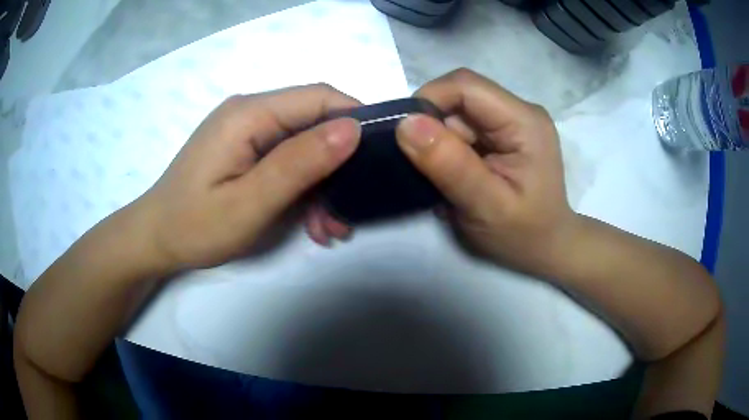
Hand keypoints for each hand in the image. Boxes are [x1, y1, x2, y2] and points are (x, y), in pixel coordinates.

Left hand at [137, 84, 361, 269]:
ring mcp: (247, 131)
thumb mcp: (249, 203)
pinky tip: (311, 221)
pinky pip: (286, 158)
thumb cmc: (194, 226)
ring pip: (304, 143)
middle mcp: (250, 112)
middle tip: (349, 212)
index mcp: (249, 114)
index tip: (379, 159)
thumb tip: (352, 129)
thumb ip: (298, 164)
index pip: (319, 97)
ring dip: (324, 182)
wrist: (156, 239)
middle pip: (314, 121)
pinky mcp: (245, 149)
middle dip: (340, 163)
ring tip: (330, 227)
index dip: (356, 120)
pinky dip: (304, 186)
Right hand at [307, 69, 577, 274]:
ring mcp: (512, 121)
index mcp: (524, 121)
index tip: (405, 137)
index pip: (466, 86)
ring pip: (459, 113)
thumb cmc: (523, 234)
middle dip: (435, 128)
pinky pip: (465, 127)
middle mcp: (520, 111)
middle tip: (431, 168)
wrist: (547, 247)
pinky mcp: (504, 133)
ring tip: (447, 179)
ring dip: (442, 142)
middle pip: (460, 97)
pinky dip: (450, 148)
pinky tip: (457, 174)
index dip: (428, 101)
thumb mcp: (485, 206)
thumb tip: (407, 123)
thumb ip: (450, 165)